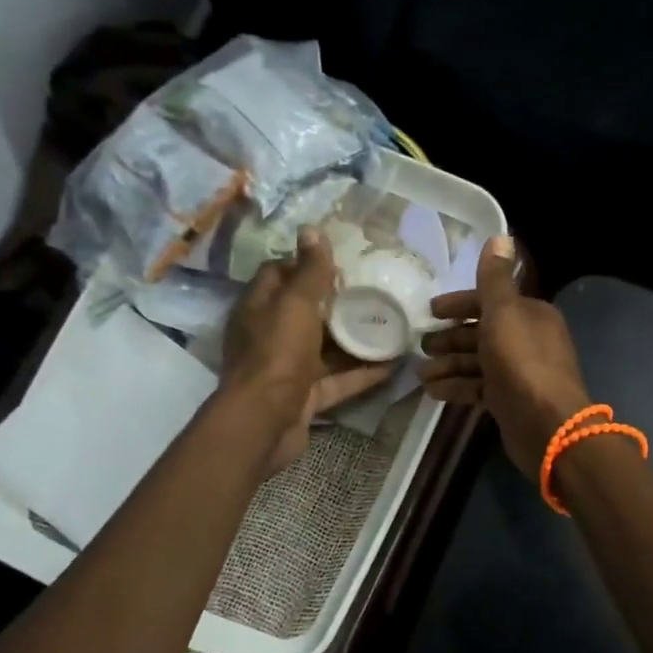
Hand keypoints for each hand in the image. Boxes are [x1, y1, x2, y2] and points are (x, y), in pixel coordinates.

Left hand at [223, 230, 393, 472]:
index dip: (305, 264)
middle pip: (305, 313)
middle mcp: (270, 336)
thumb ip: (309, 271)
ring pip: (325, 349)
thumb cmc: (278, 355)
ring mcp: (288, 370)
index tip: (340, 261)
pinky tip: (392, 364)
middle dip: (336, 302)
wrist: (264, 423)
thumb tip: (312, 229)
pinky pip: (337, 381)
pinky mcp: (305, 397)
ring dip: (353, 339)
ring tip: (389, 324)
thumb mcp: (296, 305)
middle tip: (372, 290)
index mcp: (260, 308)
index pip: (278, 274)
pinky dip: (361, 373)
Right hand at [419, 235, 592, 479]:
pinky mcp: (510, 401)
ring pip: (478, 362)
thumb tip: (501, 235)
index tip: (430, 312)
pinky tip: (432, 391)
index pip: (490, 302)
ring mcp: (519, 373)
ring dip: (449, 365)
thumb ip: (495, 278)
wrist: (547, 425)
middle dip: (450, 338)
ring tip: (421, 373)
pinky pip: (478, 388)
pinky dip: (456, 387)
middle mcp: (527, 340)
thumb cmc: (522, 362)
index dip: (459, 305)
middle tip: (421, 346)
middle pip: (482, 333)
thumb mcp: (504, 313)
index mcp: (530, 315)